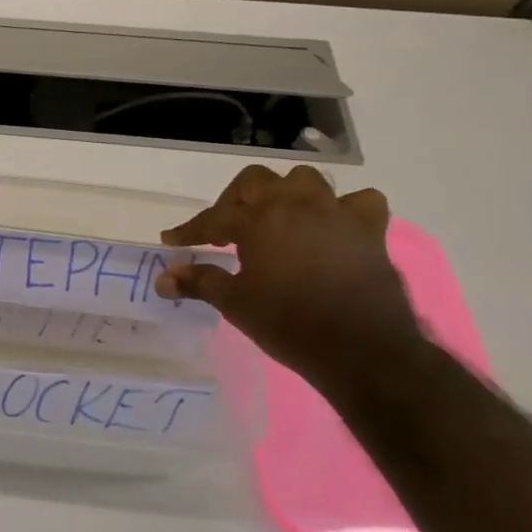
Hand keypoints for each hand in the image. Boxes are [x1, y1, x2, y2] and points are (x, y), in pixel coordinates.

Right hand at [156, 165, 423, 385]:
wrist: (362, 351)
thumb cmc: (289, 324)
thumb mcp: (235, 303)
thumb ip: (198, 282)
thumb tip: (162, 279)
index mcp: (258, 221)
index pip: (213, 218)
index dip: (189, 230)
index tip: (173, 241)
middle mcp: (295, 205)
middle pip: (255, 182)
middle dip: (235, 201)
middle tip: (226, 229)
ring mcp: (336, 213)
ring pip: (305, 180)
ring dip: (286, 194)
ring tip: (276, 219)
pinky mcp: (370, 230)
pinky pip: (359, 202)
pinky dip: (343, 208)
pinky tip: (332, 225)